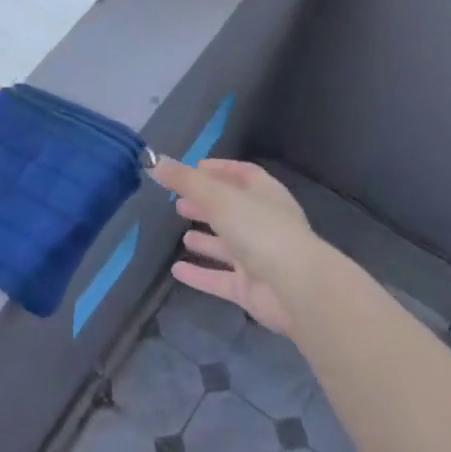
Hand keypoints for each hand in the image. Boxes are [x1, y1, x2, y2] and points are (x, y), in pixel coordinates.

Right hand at [149, 159, 319, 335]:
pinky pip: (221, 278)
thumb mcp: (218, 198)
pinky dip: (200, 274)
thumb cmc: (260, 231)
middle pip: (232, 210)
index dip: (219, 169)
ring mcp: (259, 258)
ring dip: (207, 240)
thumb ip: (185, 181)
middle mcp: (264, 224)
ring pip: (228, 245)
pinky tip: (177, 271)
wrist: (296, 289)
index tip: (194, 168)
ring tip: (182, 235)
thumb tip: (154, 162)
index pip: (243, 174)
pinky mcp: (251, 289)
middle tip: (179, 203)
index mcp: (265, 195)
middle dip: (207, 206)